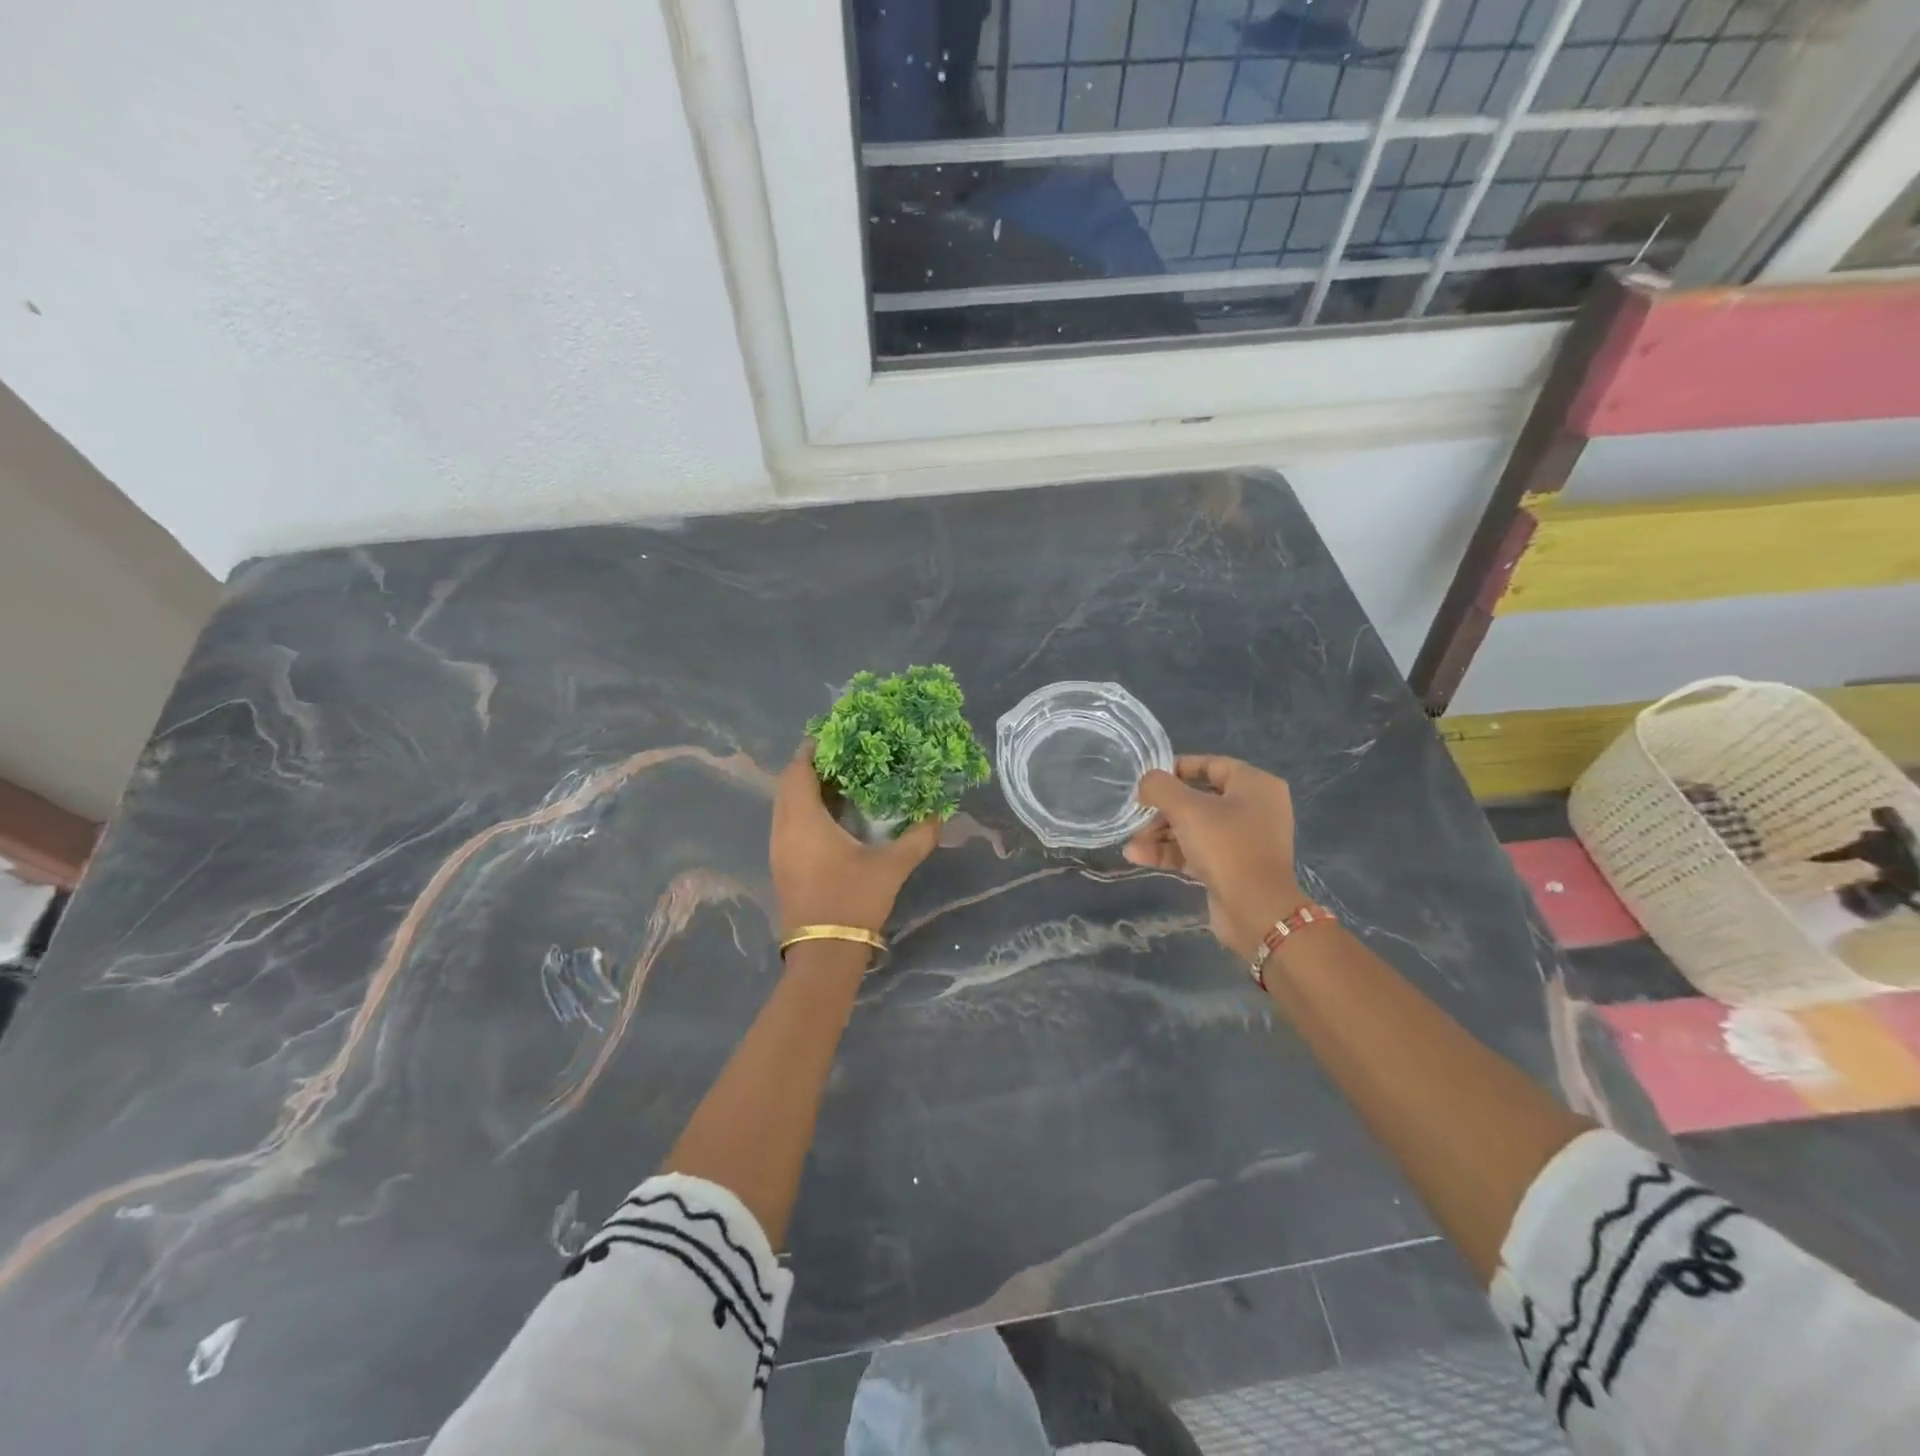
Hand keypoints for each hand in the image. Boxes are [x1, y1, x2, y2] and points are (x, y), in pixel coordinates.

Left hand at [771, 741, 939, 936]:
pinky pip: (789, 824)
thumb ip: (918, 837)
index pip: (799, 769)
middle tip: (846, 758)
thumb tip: (939, 814)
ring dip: (808, 790)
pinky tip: (835, 819)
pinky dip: (806, 811)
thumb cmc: (853, 899)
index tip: (839, 737)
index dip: (815, 749)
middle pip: (789, 784)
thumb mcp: (892, 866)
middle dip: (813, 767)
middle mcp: (783, 828)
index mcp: (804, 819)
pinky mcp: (782, 865)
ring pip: (786, 806)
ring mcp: (778, 849)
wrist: (824, 953)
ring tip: (843, 784)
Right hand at [1124, 756, 1307, 961]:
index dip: (1177, 768)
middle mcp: (1254, 808)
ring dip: (1160, 834)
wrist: (1256, 910)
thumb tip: (1146, 782)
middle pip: (1198, 799)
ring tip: (1131, 843)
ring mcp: (1244, 840)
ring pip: (1194, 828)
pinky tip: (1137, 856)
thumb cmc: (1226, 846)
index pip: (1211, 765)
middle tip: (1136, 816)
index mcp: (1254, 785)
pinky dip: (1170, 852)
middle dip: (1162, 809)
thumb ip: (1160, 787)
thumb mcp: (1187, 808)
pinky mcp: (1232, 867)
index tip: (1148, 780)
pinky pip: (1197, 851)